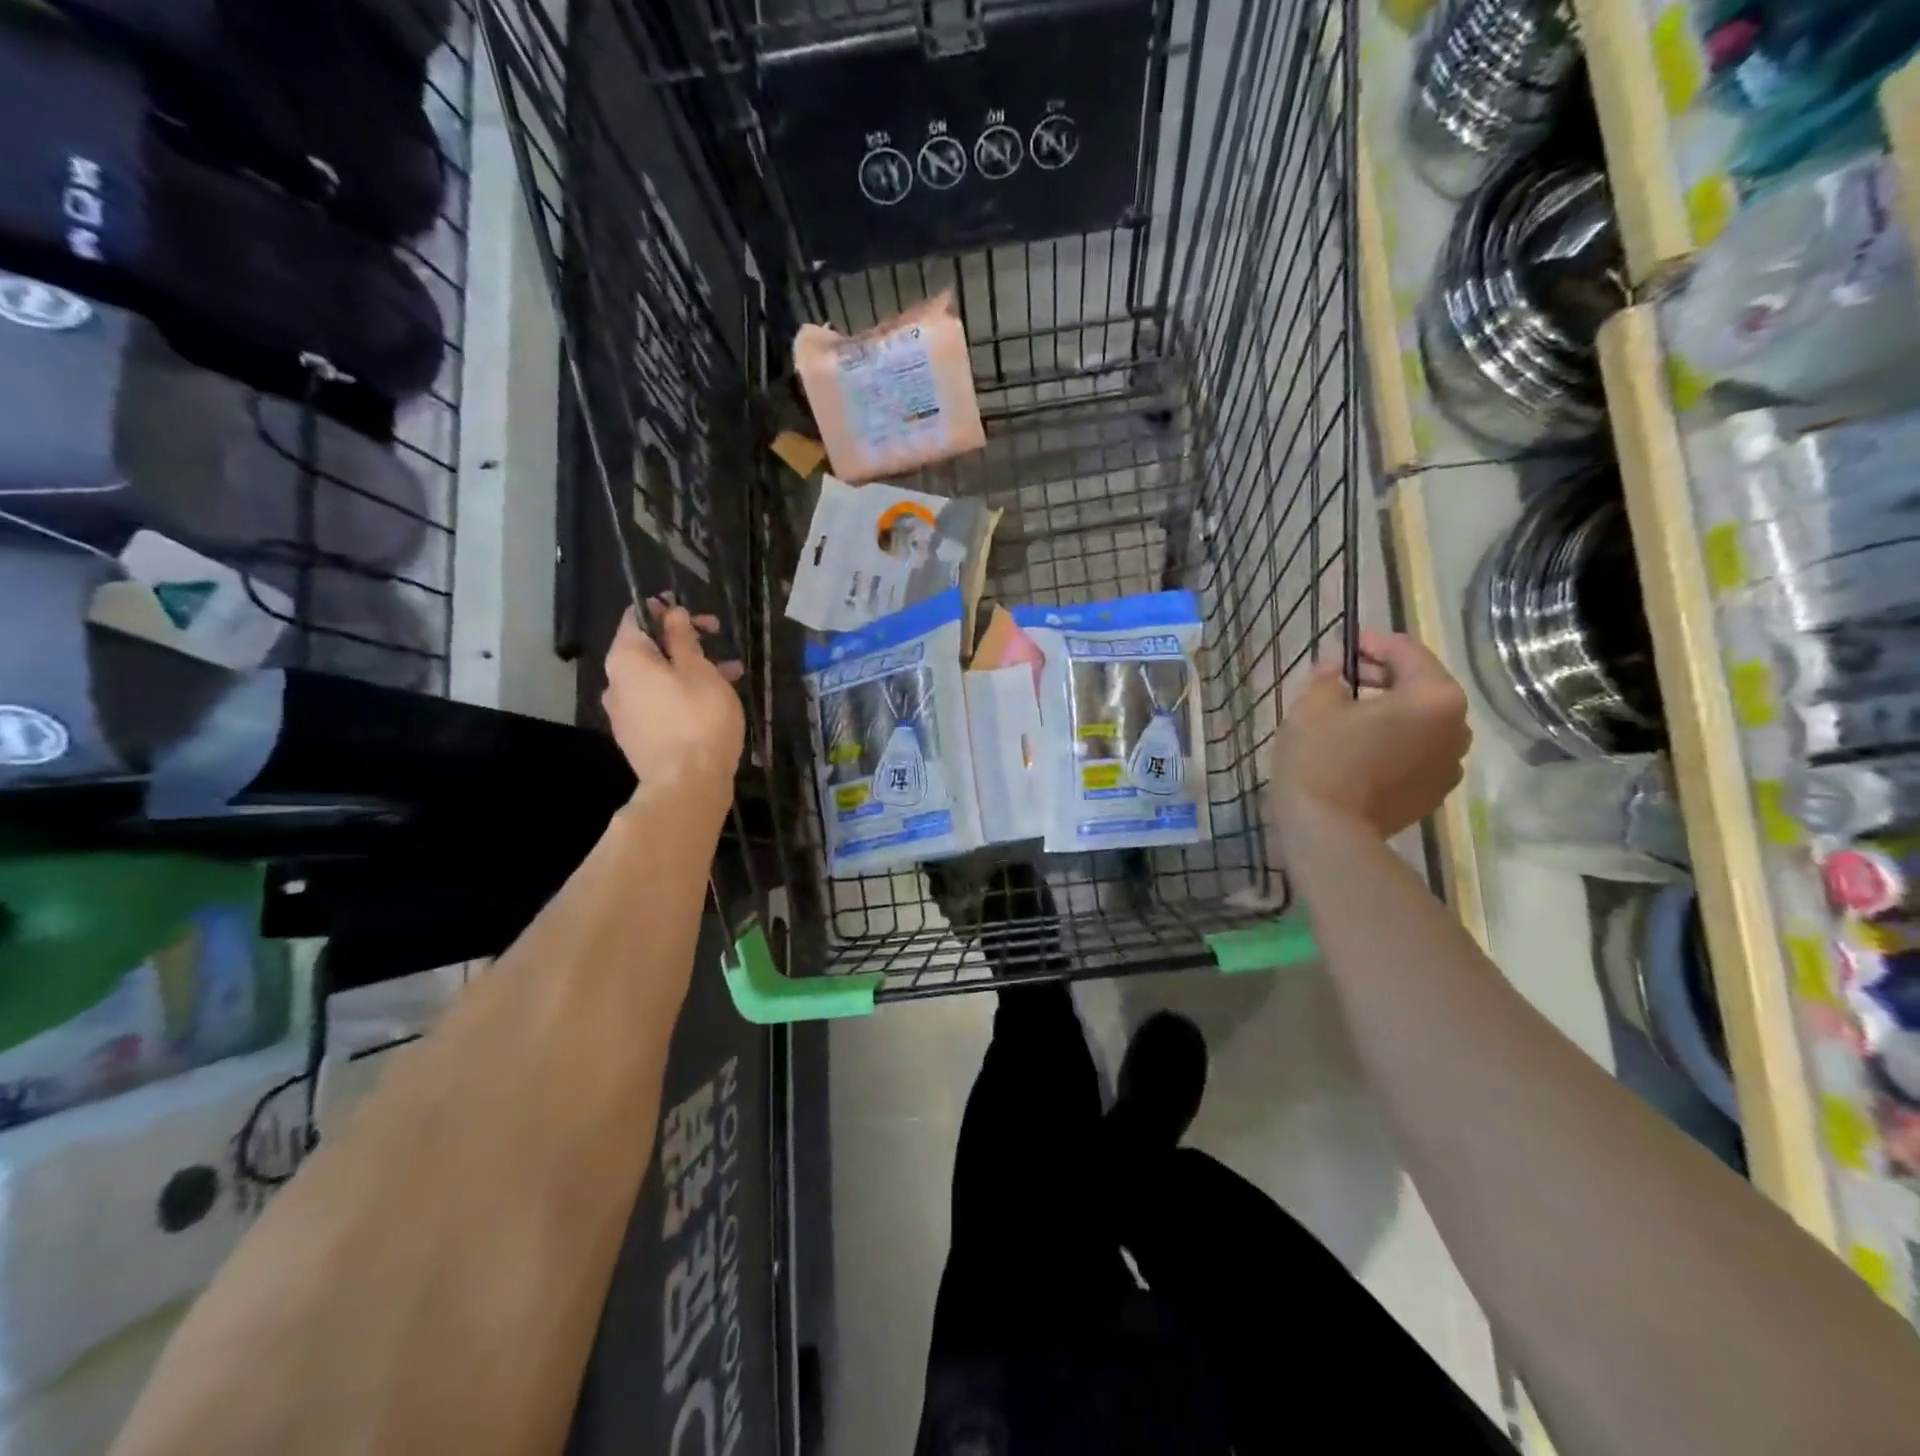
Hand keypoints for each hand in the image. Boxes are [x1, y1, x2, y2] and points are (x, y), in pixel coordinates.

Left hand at [602, 598, 745, 794]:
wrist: (687, 784)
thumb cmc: (698, 718)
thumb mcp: (699, 670)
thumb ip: (683, 638)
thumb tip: (672, 613)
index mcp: (626, 659)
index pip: (635, 617)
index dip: (663, 608)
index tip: (693, 611)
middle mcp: (616, 683)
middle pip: (646, 649)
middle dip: (683, 641)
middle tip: (718, 639)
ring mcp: (624, 714)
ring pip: (656, 679)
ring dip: (688, 669)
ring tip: (729, 674)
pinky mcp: (637, 738)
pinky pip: (658, 704)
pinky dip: (681, 694)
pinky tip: (712, 702)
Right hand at [1271, 631, 1470, 839]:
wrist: (1327, 832)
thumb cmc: (1320, 759)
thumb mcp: (1313, 705)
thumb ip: (1329, 675)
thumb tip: (1337, 665)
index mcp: (1434, 697)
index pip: (1407, 653)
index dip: (1373, 643)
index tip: (1344, 646)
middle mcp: (1456, 728)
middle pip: (1421, 687)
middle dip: (1383, 677)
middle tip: (1342, 679)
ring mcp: (1450, 764)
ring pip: (1421, 722)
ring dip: (1391, 711)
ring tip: (1350, 716)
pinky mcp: (1433, 792)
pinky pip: (1417, 752)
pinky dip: (1394, 742)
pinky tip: (1360, 749)